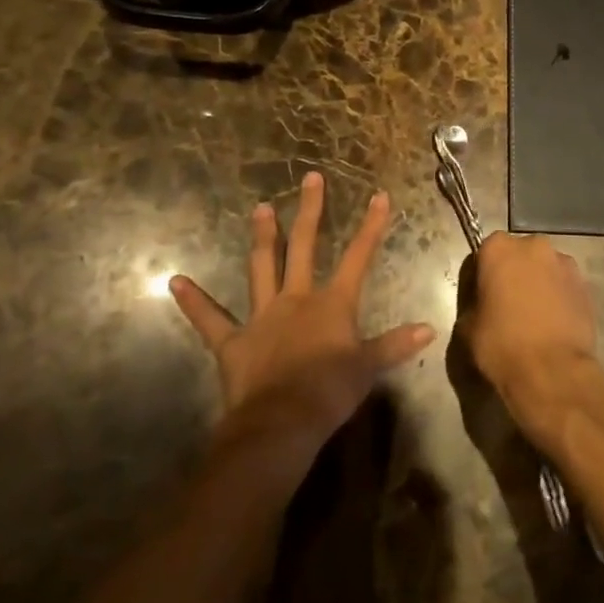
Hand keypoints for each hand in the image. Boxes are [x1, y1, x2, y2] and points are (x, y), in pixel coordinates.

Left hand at [171, 171, 432, 447]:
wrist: (280, 424)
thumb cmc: (328, 393)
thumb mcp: (368, 368)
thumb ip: (395, 344)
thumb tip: (429, 328)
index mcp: (332, 303)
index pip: (358, 257)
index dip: (371, 226)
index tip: (378, 195)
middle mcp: (297, 298)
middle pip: (305, 246)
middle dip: (310, 211)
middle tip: (310, 178)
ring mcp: (262, 316)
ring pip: (263, 268)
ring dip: (263, 238)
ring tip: (261, 208)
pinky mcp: (233, 342)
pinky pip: (210, 320)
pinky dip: (193, 301)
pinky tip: (174, 281)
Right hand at [461, 232, 599, 432]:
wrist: (553, 372)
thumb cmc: (502, 345)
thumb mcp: (468, 329)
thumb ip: (472, 305)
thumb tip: (481, 307)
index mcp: (498, 248)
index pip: (485, 252)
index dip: (483, 275)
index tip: (482, 297)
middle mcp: (533, 245)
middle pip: (518, 255)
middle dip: (514, 273)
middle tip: (508, 305)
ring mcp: (563, 262)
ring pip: (544, 268)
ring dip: (538, 283)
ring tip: (535, 317)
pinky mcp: (584, 284)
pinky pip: (564, 286)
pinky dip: (558, 297)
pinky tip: (554, 324)